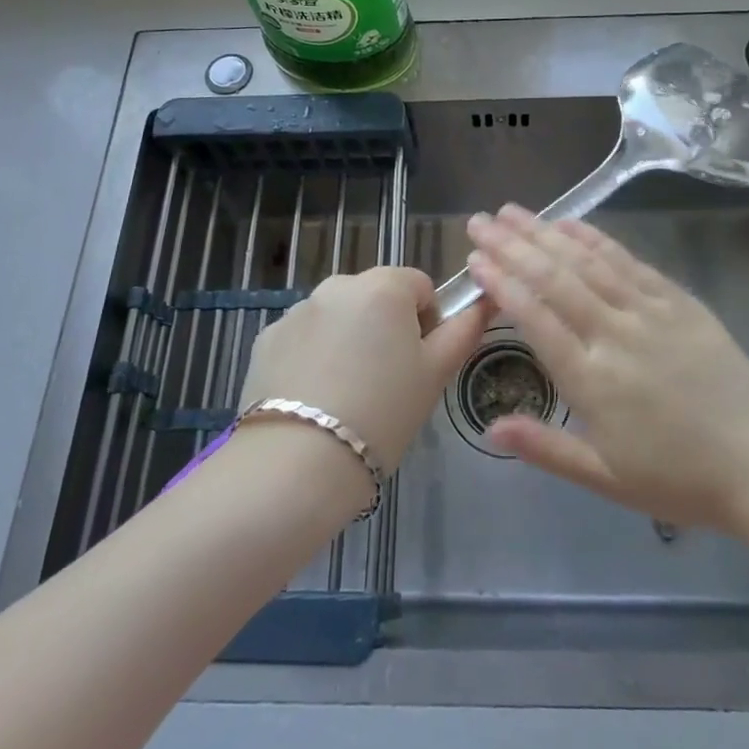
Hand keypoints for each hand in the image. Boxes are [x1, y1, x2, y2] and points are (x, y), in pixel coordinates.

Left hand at [237, 266, 490, 474]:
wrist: (296, 463)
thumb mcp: (435, 375)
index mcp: (384, 287)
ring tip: (346, 395)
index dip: (427, 322)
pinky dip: (312, 356)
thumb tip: (483, 301)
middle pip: (376, 296)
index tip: (419, 364)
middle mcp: (338, 285)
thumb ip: (463, 330)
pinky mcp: (266, 338)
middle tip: (386, 382)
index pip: (419, 285)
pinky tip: (313, 399)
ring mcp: (297, 310)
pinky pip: (303, 337)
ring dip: (348, 339)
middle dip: (385, 327)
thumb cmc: (383, 414)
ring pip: (338, 316)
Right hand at [464, 205, 748, 530]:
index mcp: (592, 380)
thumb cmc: (679, 477)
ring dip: (545, 232)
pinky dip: (595, 238)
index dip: (502, 284)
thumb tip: (489, 429)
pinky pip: (628, 261)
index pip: (535, 318)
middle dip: (512, 246)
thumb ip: (545, 448)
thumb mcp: (606, 479)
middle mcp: (615, 334)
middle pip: (554, 279)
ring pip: (587, 261)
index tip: (474, 260)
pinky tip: (571, 223)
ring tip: (512, 211)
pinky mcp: (677, 300)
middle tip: (479, 222)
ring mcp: (649, 311)